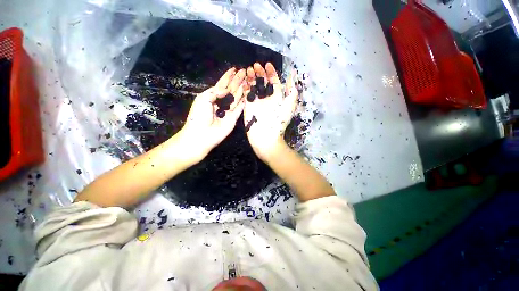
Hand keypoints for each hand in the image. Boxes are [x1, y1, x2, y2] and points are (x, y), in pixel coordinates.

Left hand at [176, 67, 245, 161]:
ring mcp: (229, 110)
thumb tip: (226, 89)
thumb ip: (215, 91)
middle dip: (237, 80)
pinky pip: (240, 108)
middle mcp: (221, 102)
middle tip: (244, 71)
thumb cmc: (199, 115)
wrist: (202, 134)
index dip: (228, 77)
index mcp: (212, 96)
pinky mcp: (234, 117)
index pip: (221, 84)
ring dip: (242, 88)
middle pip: (231, 89)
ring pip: (237, 97)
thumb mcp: (203, 98)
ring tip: (248, 79)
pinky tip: (249, 93)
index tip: (234, 69)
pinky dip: (244, 101)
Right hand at [243, 63, 298, 159]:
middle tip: (256, 65)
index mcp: (277, 98)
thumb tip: (292, 77)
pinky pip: (246, 94)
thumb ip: (292, 91)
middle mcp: (267, 99)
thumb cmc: (279, 122)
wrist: (266, 137)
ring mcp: (257, 102)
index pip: (273, 82)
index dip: (271, 73)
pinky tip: (243, 79)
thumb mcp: (289, 105)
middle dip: (260, 73)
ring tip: (249, 69)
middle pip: (262, 83)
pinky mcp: (248, 107)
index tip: (268, 64)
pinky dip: (244, 86)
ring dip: (251, 77)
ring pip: (253, 86)